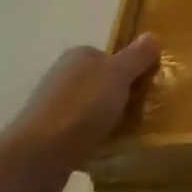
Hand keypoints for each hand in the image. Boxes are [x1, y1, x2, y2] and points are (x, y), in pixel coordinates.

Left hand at [8, 34, 161, 191]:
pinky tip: (106, 149)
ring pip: (92, 108)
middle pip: (102, 82)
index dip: (131, 70)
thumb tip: (152, 35)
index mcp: (78, 55)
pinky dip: (94, 138)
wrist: (39, 155)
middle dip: (121, 95)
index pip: (111, 55)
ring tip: (129, 134)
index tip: (148, 87)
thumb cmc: (82, 107)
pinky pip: (81, 131)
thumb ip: (136, 56)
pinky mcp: (49, 134)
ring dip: (108, 118)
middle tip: (143, 112)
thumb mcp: (118, 75)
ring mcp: (54, 105)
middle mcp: (63, 75)